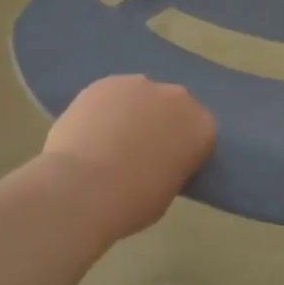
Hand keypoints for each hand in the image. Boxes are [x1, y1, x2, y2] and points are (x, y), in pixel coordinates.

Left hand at [42, 76, 215, 239]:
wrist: (82, 188)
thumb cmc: (131, 202)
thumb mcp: (167, 192)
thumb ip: (171, 166)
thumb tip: (158, 160)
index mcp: (201, 127)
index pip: (199, 134)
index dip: (183, 149)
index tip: (168, 165)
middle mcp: (177, 97)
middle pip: (173, 107)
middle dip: (160, 123)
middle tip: (138, 151)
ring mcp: (140, 84)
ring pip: (141, 97)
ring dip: (132, 113)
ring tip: (108, 141)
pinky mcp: (106, 82)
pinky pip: (112, 94)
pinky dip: (104, 109)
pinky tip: (89, 131)